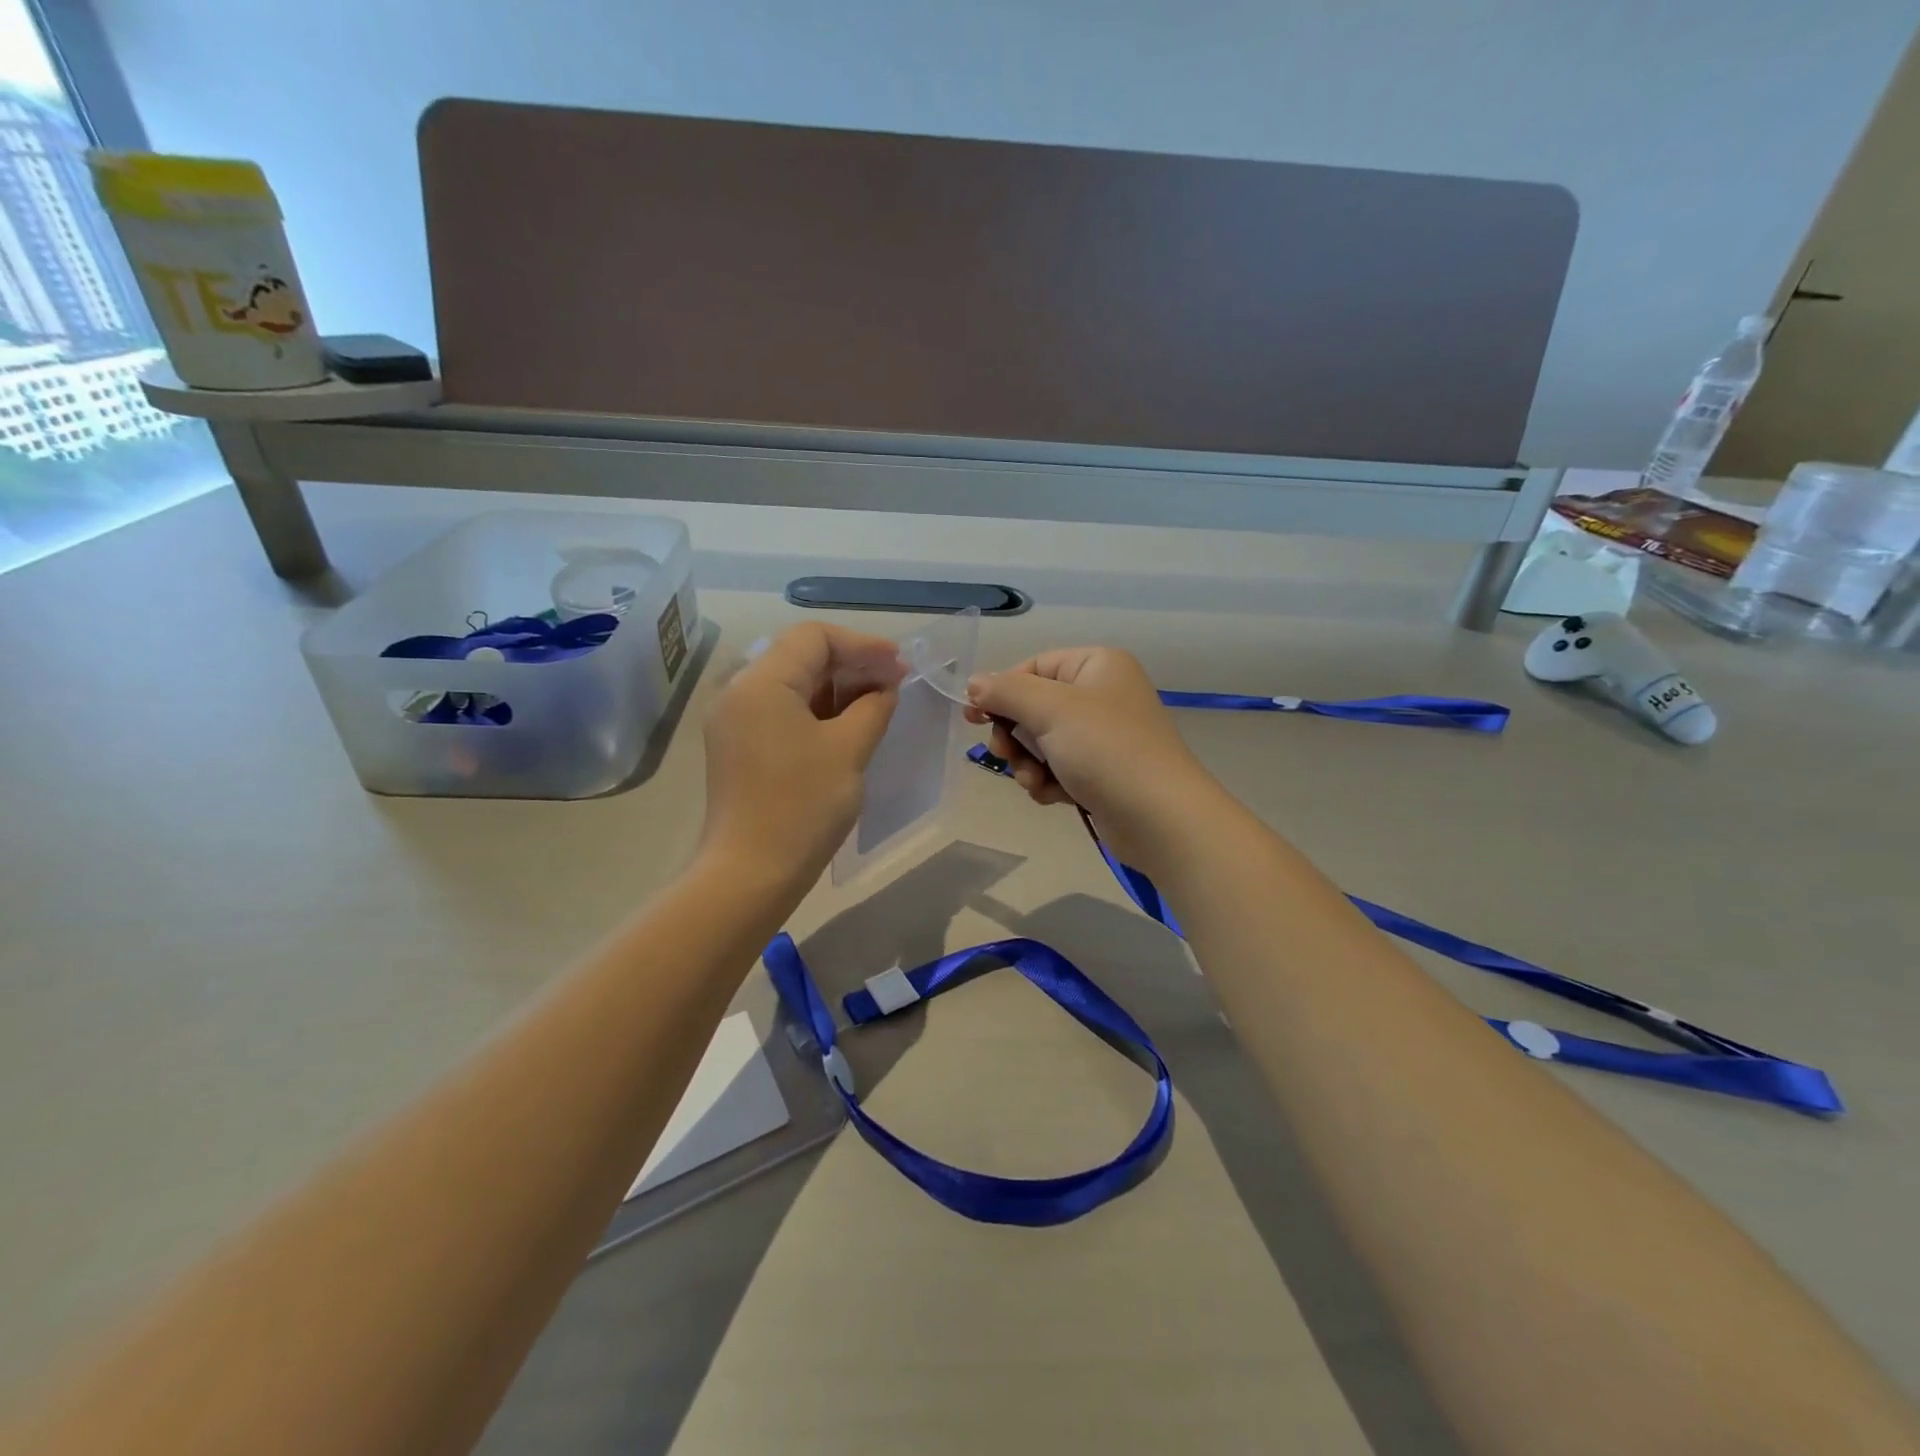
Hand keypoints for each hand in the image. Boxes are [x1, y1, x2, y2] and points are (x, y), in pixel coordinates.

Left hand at [700, 623, 904, 892]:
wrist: (751, 873)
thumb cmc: (804, 806)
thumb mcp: (849, 749)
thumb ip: (873, 706)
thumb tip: (884, 687)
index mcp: (761, 682)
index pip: (814, 637)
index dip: (863, 645)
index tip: (899, 665)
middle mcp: (739, 691)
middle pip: (801, 656)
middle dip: (852, 664)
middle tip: (895, 684)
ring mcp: (734, 720)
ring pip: (792, 683)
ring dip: (837, 688)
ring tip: (878, 704)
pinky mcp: (738, 746)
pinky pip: (781, 710)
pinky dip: (816, 710)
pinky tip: (848, 725)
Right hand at [964, 646, 1221, 871]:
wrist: (1159, 818)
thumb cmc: (1106, 750)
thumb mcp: (1051, 710)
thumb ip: (1006, 692)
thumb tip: (973, 683)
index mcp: (1096, 666)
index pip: (1033, 667)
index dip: (1002, 691)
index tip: (974, 717)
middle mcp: (1101, 695)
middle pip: (1034, 706)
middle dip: (1015, 735)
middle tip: (1003, 754)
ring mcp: (1103, 736)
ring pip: (1041, 742)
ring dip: (1028, 763)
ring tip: (1035, 781)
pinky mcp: (1101, 773)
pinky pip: (1058, 768)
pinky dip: (1048, 781)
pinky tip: (1052, 796)